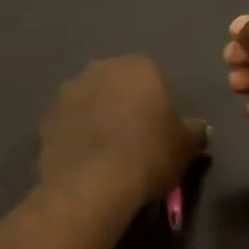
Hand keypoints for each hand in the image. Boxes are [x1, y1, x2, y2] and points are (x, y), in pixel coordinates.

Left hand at [39, 56, 208, 206]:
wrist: (94, 183)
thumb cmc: (149, 154)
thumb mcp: (186, 146)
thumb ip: (195, 131)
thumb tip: (201, 129)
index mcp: (137, 66)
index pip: (152, 75)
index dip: (156, 101)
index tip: (159, 127)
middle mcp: (99, 69)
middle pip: (116, 83)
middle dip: (123, 103)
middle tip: (134, 137)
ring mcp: (68, 91)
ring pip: (89, 100)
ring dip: (97, 116)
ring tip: (107, 150)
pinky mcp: (47, 117)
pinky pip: (69, 122)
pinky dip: (76, 134)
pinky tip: (86, 159)